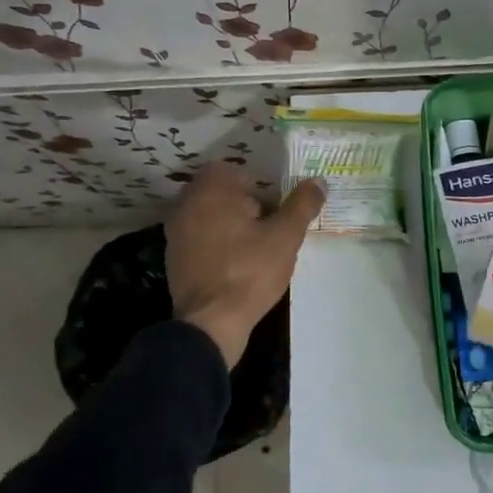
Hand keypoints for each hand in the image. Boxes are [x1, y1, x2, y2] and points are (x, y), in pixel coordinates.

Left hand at [166, 165, 325, 367]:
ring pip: (209, 216)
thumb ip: (302, 205)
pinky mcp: (174, 260)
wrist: (211, 322)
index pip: (230, 170)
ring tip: (256, 247)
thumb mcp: (285, 236)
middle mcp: (186, 206)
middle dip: (244, 204)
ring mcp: (176, 234)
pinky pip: (200, 239)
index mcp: (210, 192)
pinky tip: (237, 265)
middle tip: (269, 226)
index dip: (255, 184)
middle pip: (219, 193)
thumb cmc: (250, 271)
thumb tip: (317, 181)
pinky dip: (217, 245)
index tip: (273, 206)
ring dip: (231, 224)